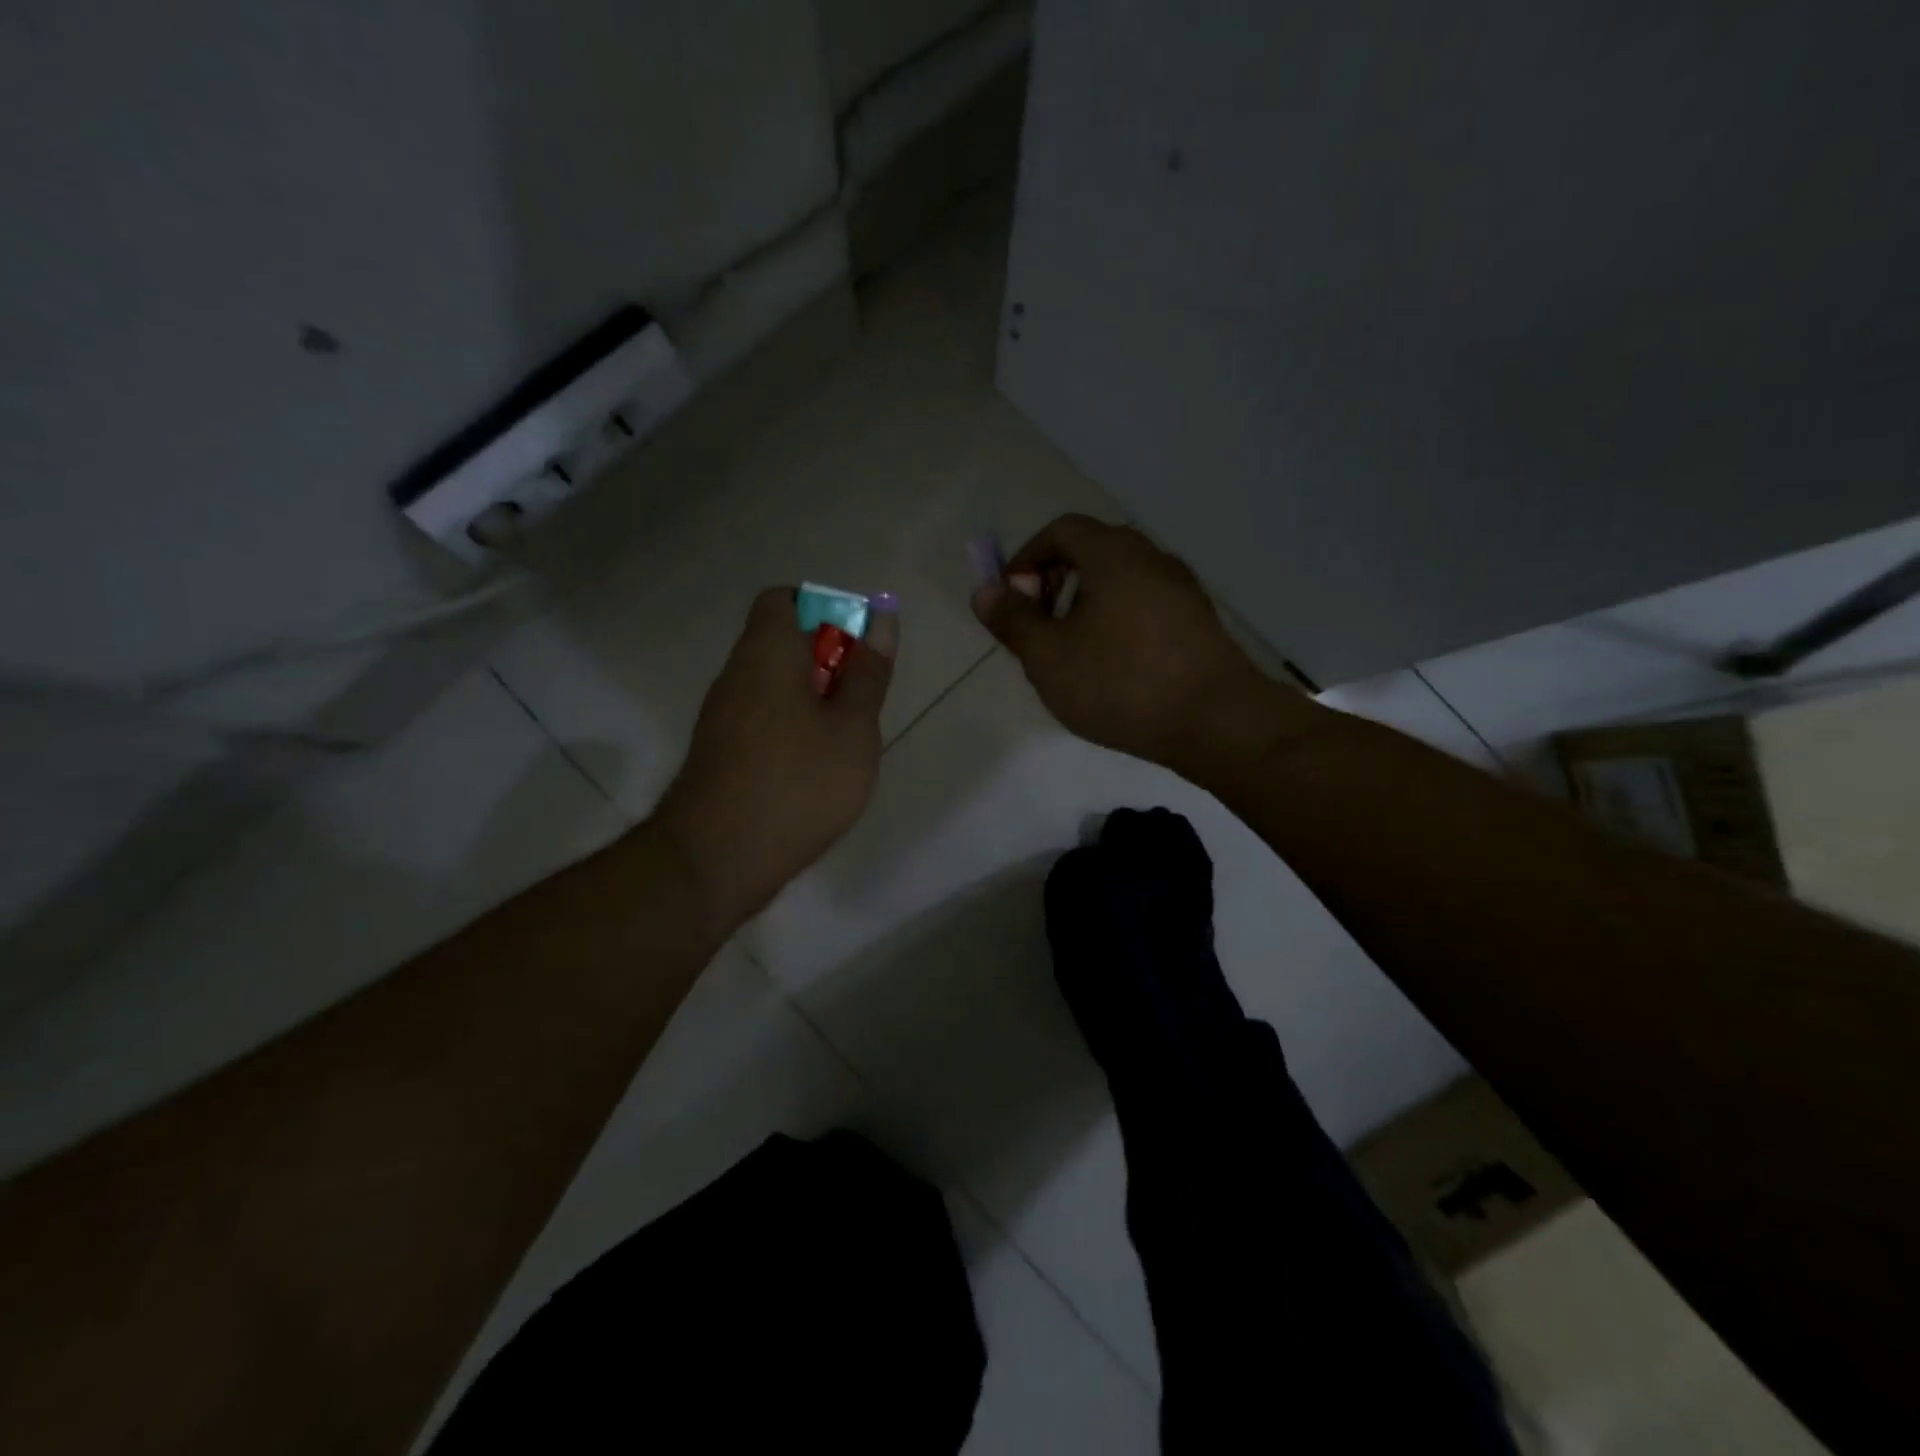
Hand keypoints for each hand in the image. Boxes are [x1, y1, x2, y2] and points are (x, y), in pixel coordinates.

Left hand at [654, 587, 897, 933]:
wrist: (718, 857)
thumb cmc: (798, 782)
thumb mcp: (852, 727)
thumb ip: (868, 673)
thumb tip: (881, 619)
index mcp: (767, 652)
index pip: (784, 599)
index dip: (825, 611)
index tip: (857, 647)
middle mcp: (737, 674)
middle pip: (782, 643)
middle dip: (828, 662)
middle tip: (862, 701)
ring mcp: (723, 716)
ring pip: (775, 686)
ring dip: (813, 700)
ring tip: (845, 740)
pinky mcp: (720, 753)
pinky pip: (763, 720)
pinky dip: (793, 729)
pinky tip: (816, 769)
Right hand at [971, 515, 1312, 776]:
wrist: (1216, 722)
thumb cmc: (1121, 683)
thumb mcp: (1048, 657)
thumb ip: (1012, 621)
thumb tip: (984, 591)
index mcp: (1113, 555)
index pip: (1061, 530)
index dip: (1027, 558)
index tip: (1012, 600)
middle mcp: (1151, 559)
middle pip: (1092, 551)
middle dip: (1055, 582)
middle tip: (1039, 627)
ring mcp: (1182, 590)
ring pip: (1120, 581)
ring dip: (1086, 605)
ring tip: (1073, 652)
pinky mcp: (1198, 621)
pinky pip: (1144, 605)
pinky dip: (1117, 621)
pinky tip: (1113, 668)